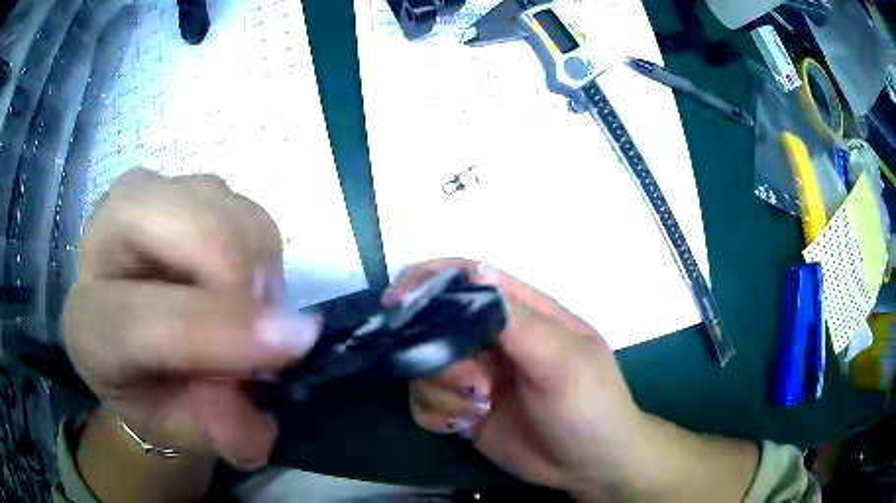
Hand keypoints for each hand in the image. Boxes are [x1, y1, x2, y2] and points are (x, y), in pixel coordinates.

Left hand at [63, 169, 318, 469]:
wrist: (146, 354)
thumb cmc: (161, 394)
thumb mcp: (188, 430)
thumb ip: (221, 427)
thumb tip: (261, 410)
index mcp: (89, 326)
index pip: (138, 320)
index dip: (213, 331)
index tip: (293, 344)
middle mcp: (99, 246)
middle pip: (161, 220)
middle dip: (230, 264)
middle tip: (271, 315)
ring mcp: (134, 203)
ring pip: (207, 198)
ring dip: (252, 255)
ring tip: (257, 308)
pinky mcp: (173, 186)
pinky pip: (233, 197)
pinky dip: (256, 239)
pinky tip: (247, 279)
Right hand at [391, 259, 642, 493]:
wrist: (589, 466)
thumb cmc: (589, 407)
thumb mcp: (563, 362)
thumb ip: (517, 321)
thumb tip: (476, 269)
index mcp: (522, 314)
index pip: (469, 278)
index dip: (429, 281)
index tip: (395, 302)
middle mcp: (493, 340)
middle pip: (435, 324)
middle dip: (435, 352)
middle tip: (466, 383)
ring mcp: (475, 375)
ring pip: (425, 366)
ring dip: (440, 388)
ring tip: (476, 408)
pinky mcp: (463, 408)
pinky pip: (425, 401)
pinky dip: (437, 412)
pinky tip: (464, 424)